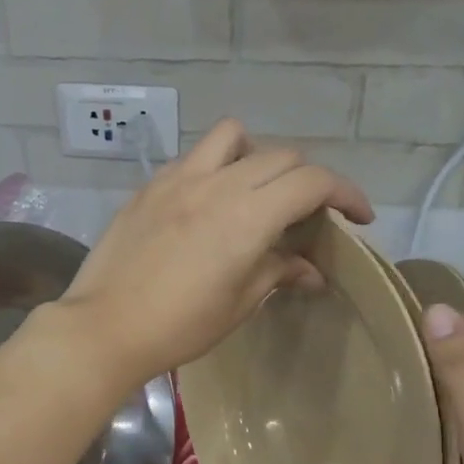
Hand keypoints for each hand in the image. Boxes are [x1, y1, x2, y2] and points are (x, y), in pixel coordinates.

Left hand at [57, 121, 372, 389]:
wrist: (105, 327)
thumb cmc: (179, 327)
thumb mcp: (238, 304)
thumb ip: (277, 273)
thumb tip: (310, 270)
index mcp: (248, 216)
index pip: (313, 181)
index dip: (346, 193)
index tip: (358, 217)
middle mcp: (217, 184)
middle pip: (281, 155)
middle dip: (308, 179)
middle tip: (308, 214)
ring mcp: (178, 179)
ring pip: (233, 136)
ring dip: (258, 155)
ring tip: (255, 190)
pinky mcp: (150, 186)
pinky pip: (194, 157)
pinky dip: (216, 167)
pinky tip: (208, 202)